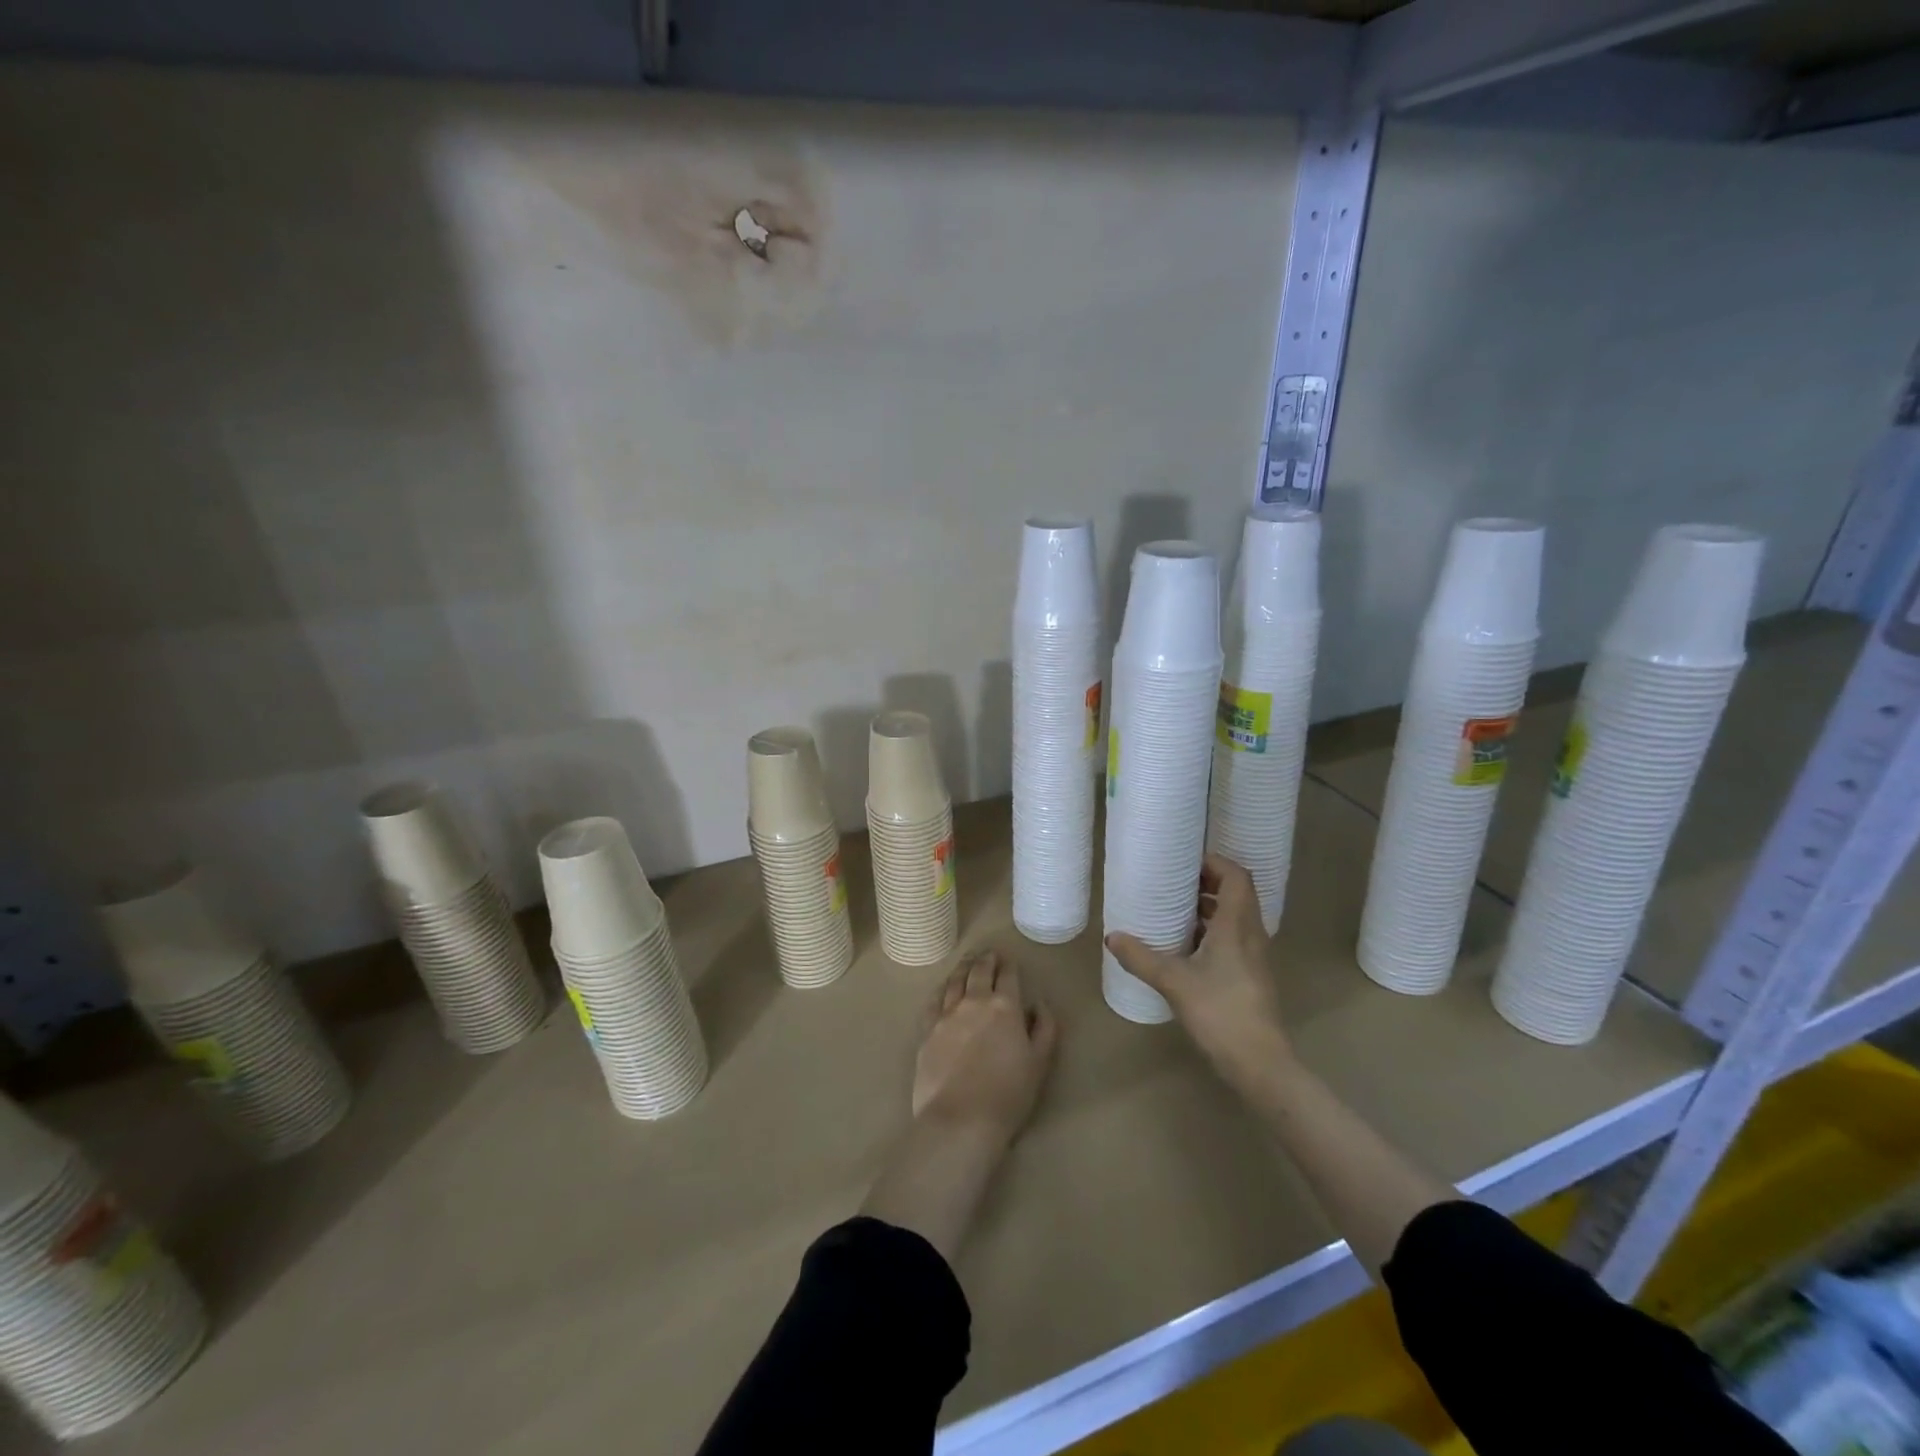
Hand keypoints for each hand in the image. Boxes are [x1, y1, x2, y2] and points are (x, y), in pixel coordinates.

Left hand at [912, 950, 1058, 1140]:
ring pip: (954, 981)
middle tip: (988, 953)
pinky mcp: (927, 1030)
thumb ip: (1044, 1028)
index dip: (1009, 966)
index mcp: (1004, 1007)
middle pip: (979, 972)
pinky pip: (933, 1000)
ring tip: (968, 962)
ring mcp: (946, 1014)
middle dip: (985, 960)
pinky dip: (941, 989)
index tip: (1009, 959)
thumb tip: (1039, 1003)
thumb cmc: (1008, 1094)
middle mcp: (974, 1002)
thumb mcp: (1040, 1062)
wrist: (960, 1120)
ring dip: (963, 968)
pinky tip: (943, 988)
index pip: (1008, 977)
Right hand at [1106, 854, 1290, 1095]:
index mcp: (1237, 925)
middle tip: (1175, 882)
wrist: (1260, 1063)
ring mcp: (1255, 957)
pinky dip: (1213, 931)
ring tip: (1176, 910)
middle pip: (1237, 894)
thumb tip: (1112, 937)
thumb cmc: (1220, 1011)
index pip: (1237, 877)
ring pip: (1236, 917)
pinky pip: (1234, 939)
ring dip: (1210, 908)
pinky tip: (1187, 947)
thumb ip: (1141, 957)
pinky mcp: (1252, 976)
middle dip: (1208, 883)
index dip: (1215, 863)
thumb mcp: (1173, 981)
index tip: (1185, 862)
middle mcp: (1251, 934)